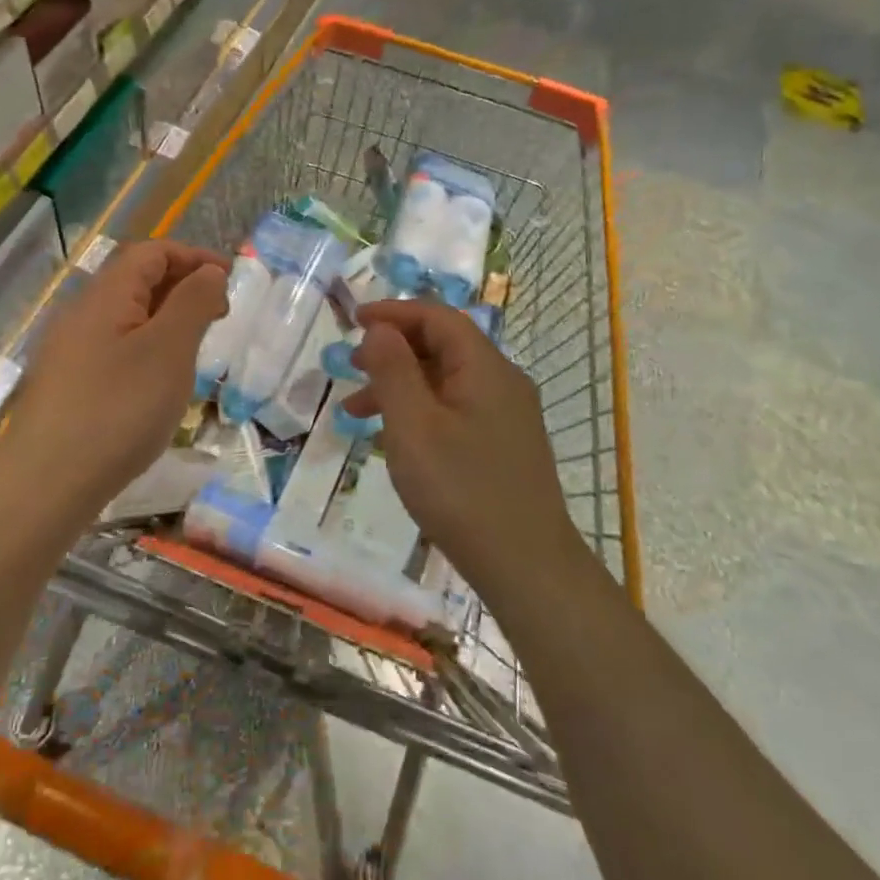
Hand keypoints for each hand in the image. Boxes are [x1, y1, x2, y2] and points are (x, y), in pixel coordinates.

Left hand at [5, 240, 227, 503]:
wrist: (46, 484)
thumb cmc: (118, 409)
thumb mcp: (169, 350)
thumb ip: (193, 303)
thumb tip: (208, 272)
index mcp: (106, 295)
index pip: (152, 252)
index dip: (193, 256)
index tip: (230, 280)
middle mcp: (82, 313)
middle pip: (136, 280)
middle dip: (182, 286)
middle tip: (219, 314)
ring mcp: (69, 350)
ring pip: (125, 316)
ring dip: (165, 319)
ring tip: (195, 348)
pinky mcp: (66, 384)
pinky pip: (114, 346)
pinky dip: (146, 347)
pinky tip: (158, 382)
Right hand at [344, 299, 583, 596]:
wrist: (528, 567)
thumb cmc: (462, 490)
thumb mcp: (413, 426)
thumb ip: (393, 370)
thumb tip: (381, 328)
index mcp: (484, 367)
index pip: (437, 317)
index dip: (393, 312)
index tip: (353, 321)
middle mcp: (502, 382)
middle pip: (442, 346)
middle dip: (392, 350)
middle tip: (350, 366)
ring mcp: (507, 416)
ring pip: (446, 381)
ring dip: (401, 385)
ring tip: (356, 411)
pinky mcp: (504, 445)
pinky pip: (456, 410)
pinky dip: (420, 412)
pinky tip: (394, 440)